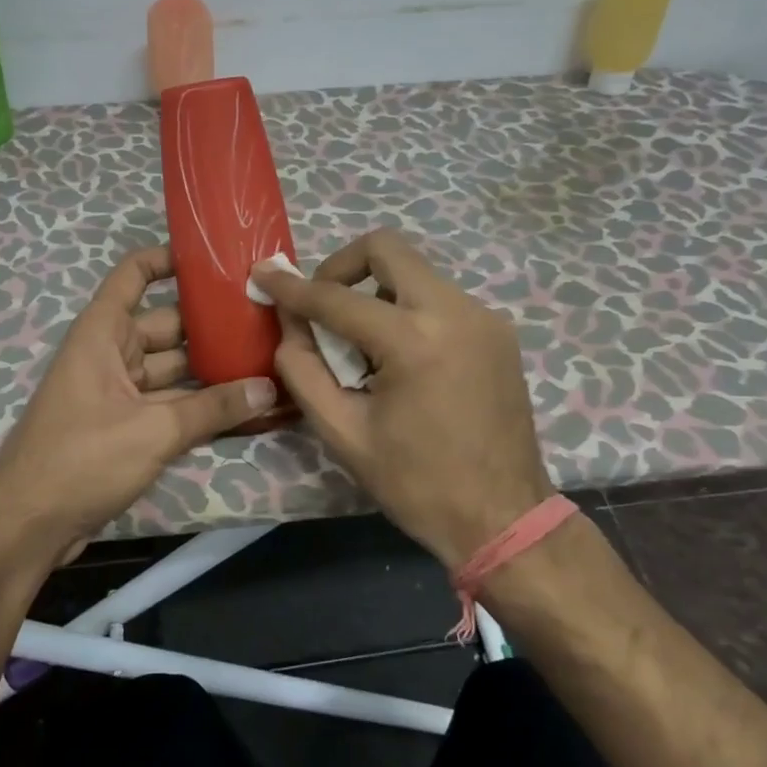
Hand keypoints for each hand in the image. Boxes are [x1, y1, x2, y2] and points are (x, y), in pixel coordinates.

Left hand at [0, 245, 277, 564]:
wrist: (27, 527)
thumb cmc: (81, 458)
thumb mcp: (153, 430)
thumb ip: (213, 408)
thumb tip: (269, 388)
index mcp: (103, 333)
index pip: (134, 274)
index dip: (169, 259)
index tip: (216, 259)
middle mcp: (111, 353)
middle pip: (168, 325)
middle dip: (212, 324)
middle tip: (267, 320)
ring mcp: (119, 392)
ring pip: (174, 369)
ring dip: (213, 371)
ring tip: (269, 363)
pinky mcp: (126, 427)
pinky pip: (170, 405)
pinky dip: (201, 407)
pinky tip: (245, 409)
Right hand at [251, 229, 550, 569]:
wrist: (503, 518)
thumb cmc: (416, 483)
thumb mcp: (343, 432)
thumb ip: (303, 369)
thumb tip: (288, 322)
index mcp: (414, 342)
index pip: (337, 298)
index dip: (292, 286)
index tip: (263, 274)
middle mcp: (455, 311)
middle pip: (387, 249)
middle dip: (341, 266)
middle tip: (321, 303)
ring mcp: (483, 317)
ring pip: (414, 271)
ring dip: (375, 291)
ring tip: (361, 343)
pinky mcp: (498, 330)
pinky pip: (439, 298)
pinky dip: (406, 309)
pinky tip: (398, 356)